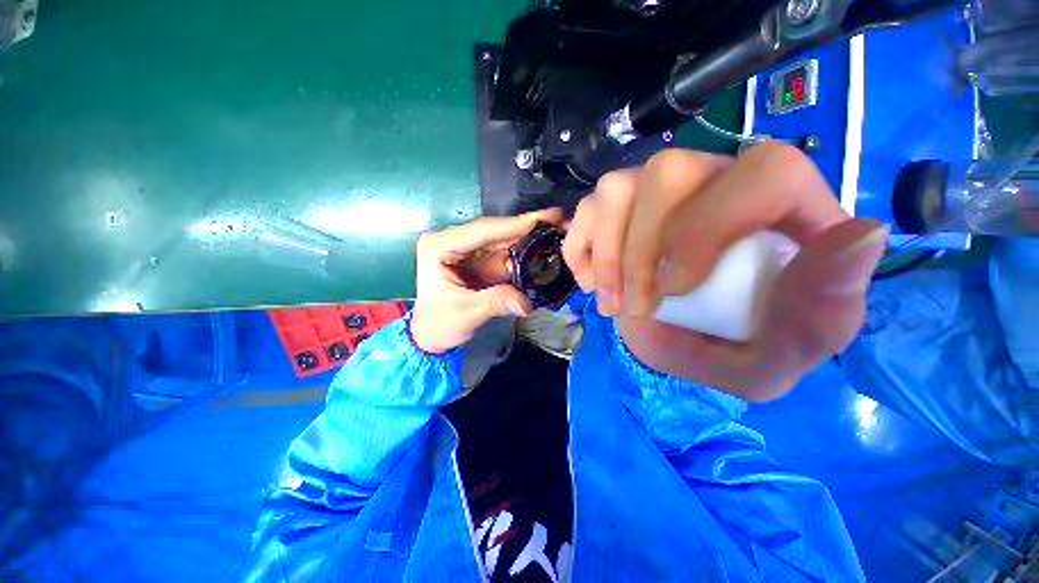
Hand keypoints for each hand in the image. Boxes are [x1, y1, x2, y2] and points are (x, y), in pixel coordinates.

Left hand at [410, 208, 563, 353]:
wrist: (430, 334)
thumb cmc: (439, 324)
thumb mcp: (465, 314)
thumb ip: (496, 303)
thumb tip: (527, 302)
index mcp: (440, 246)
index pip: (481, 231)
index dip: (514, 225)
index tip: (545, 217)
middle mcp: (452, 241)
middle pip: (495, 231)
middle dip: (526, 227)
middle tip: (559, 220)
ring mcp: (466, 249)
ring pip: (502, 239)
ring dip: (528, 238)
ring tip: (556, 231)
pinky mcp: (477, 259)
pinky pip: (503, 253)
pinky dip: (522, 253)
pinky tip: (541, 248)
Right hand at [562, 144, 886, 400]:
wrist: (683, 341)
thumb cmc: (738, 345)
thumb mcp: (786, 352)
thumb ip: (824, 311)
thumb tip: (862, 238)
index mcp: (779, 206)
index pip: (765, 172)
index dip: (710, 225)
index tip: (677, 288)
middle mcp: (714, 179)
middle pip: (667, 173)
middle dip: (640, 253)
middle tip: (635, 308)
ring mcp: (656, 188)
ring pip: (615, 189)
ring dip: (605, 257)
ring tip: (611, 303)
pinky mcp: (615, 208)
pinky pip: (585, 210)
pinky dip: (580, 249)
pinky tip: (590, 281)